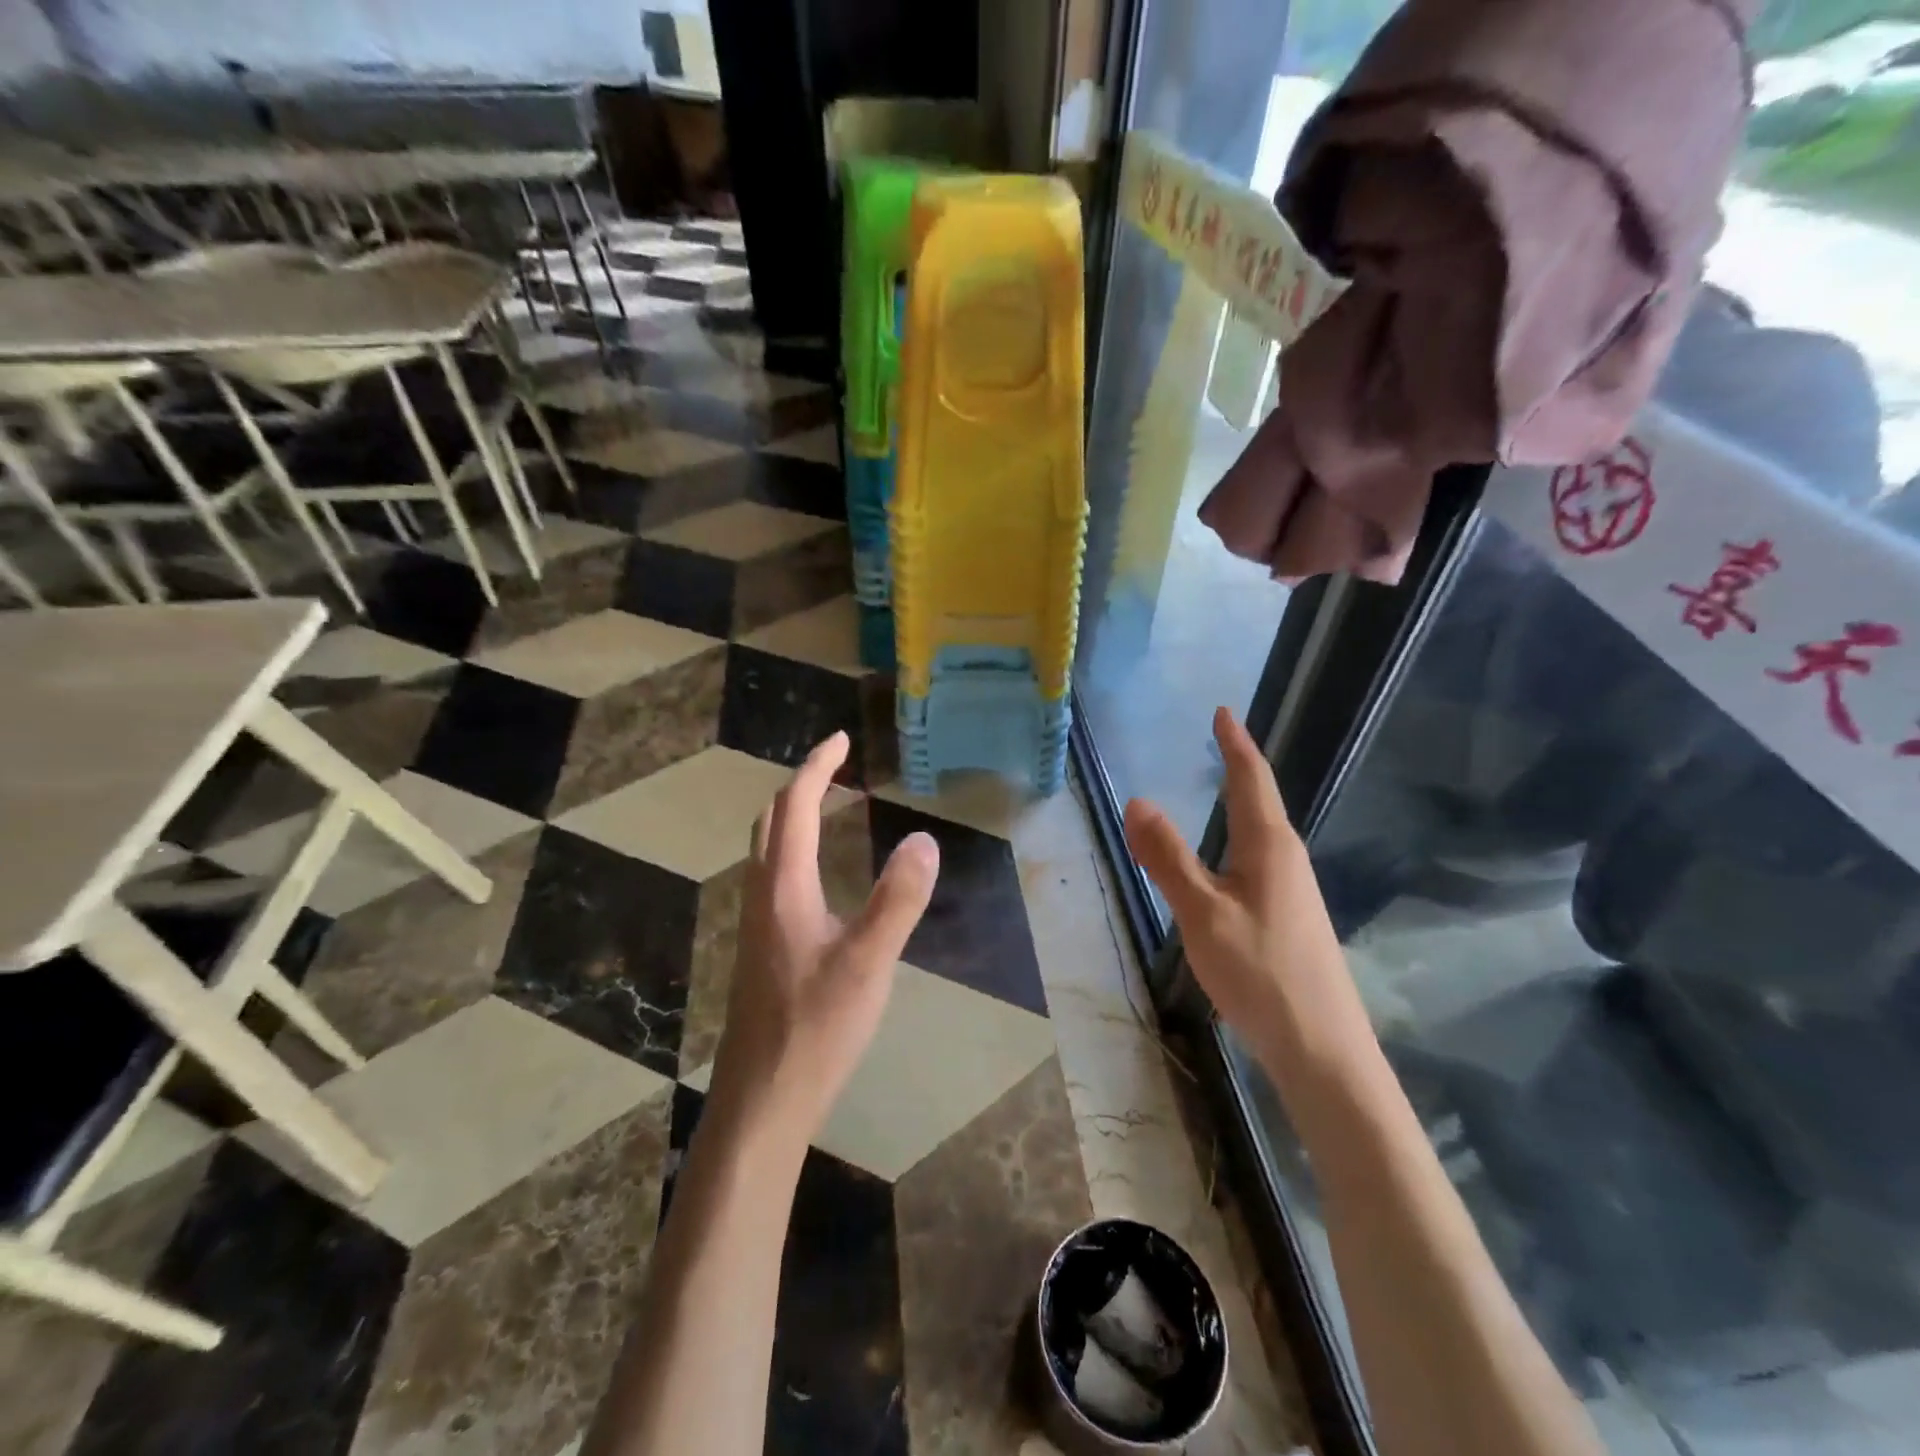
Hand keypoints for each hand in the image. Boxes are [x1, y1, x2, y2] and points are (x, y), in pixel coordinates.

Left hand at [707, 731, 940, 1145]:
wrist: (762, 1101)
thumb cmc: (815, 1028)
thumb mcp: (868, 962)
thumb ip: (898, 900)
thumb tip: (924, 839)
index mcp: (784, 888)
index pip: (795, 807)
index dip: (817, 767)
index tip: (841, 739)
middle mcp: (762, 897)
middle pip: (771, 822)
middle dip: (801, 786)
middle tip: (836, 770)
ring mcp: (756, 926)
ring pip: (768, 852)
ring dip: (794, 819)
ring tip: (830, 810)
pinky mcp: (761, 952)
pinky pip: (774, 879)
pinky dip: (795, 852)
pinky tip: (819, 881)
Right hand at [1123, 708, 1375, 1077]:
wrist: (1322, 1048)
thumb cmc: (1260, 972)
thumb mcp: (1202, 912)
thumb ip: (1168, 857)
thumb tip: (1137, 801)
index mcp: (1269, 846)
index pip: (1251, 779)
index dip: (1235, 743)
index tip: (1223, 712)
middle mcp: (1287, 859)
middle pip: (1261, 800)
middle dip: (1238, 767)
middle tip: (1216, 740)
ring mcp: (1293, 890)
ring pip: (1261, 833)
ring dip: (1239, 803)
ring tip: (1217, 788)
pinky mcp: (1290, 916)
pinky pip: (1258, 859)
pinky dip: (1237, 839)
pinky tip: (1226, 859)